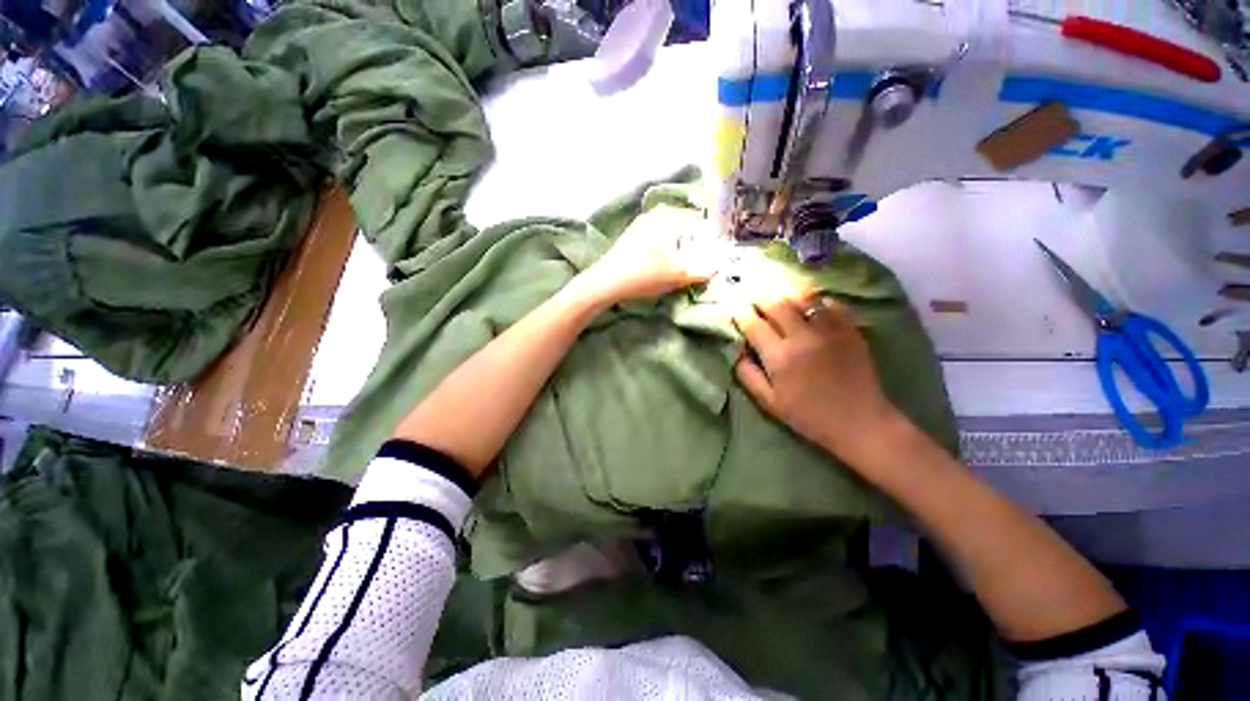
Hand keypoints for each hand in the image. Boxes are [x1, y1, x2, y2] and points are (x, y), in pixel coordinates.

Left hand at [574, 207, 716, 303]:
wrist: (604, 284)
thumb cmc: (642, 275)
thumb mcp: (676, 275)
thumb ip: (699, 270)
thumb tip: (716, 267)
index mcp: (666, 218)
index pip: (697, 220)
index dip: (709, 234)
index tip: (716, 249)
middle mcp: (653, 216)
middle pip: (683, 225)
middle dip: (695, 241)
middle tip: (704, 257)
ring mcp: (640, 226)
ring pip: (669, 232)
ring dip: (680, 245)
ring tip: (687, 262)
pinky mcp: (631, 239)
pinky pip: (658, 238)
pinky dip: (667, 248)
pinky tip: (666, 263)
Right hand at [733, 295, 906, 463]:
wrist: (859, 421)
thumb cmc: (808, 415)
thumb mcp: (769, 402)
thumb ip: (747, 375)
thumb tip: (736, 351)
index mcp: (779, 357)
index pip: (754, 324)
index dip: (742, 315)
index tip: (737, 312)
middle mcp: (802, 337)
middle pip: (776, 304)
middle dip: (761, 300)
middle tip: (756, 302)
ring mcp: (829, 330)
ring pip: (802, 298)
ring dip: (786, 296)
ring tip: (780, 300)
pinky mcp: (850, 329)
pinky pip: (830, 304)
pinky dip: (815, 301)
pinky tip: (810, 307)